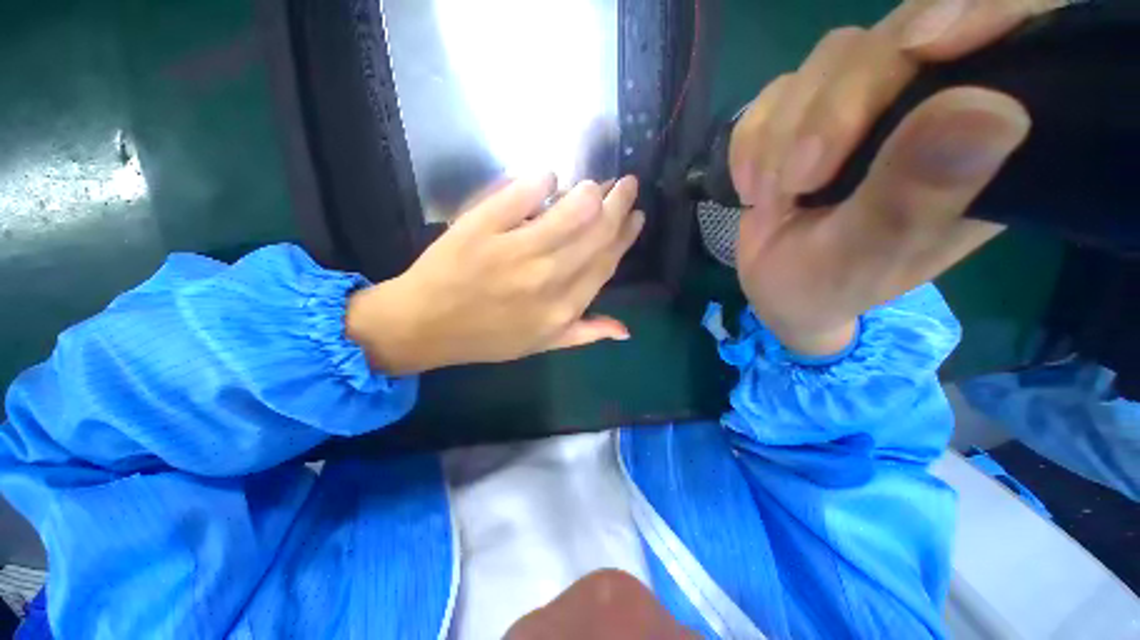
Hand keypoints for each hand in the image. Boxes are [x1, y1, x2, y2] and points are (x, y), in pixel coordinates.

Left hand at [346, 174, 643, 374]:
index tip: (636, 215)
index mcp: (563, 307)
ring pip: (568, 213)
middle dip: (618, 204)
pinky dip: (539, 181)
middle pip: (595, 234)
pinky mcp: (481, 229)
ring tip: (596, 183)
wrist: (427, 326)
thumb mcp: (542, 344)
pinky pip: (519, 196)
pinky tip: (549, 176)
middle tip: (626, 184)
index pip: (606, 263)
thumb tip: (626, 331)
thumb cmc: (487, 337)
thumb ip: (586, 333)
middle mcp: (547, 279)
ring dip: (589, 191)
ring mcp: (514, 252)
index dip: (624, 236)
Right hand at [730, 0, 1058, 355]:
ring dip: (781, 138)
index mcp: (981, 143)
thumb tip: (991, 110)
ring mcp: (865, 100)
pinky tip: (753, 188)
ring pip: (830, 60)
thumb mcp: (868, 257)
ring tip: (772, 199)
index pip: (1015, 32)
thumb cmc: (830, 285)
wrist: (777, 286)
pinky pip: (773, 95)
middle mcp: (932, 101)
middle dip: (833, 110)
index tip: (929, 44)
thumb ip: (915, 196)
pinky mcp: (807, 109)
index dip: (983, 9)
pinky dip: (751, 144)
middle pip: (897, 39)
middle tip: (799, 182)